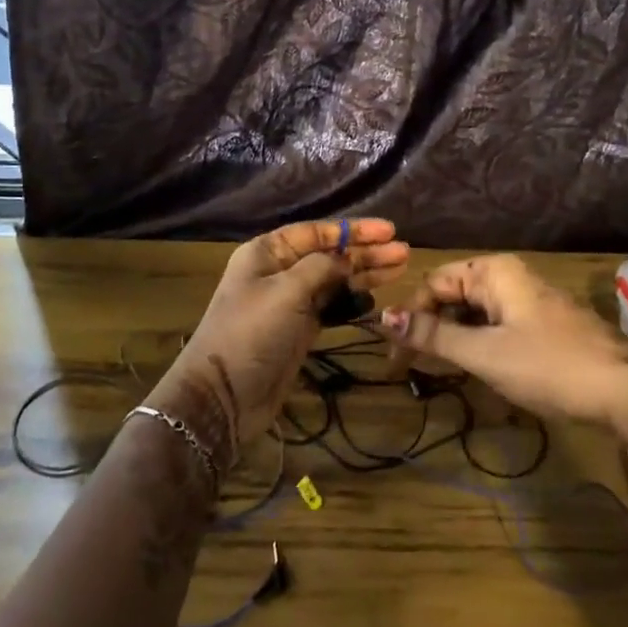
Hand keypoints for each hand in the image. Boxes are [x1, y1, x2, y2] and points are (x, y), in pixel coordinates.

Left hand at [150, 219, 408, 469]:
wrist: (223, 396)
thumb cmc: (251, 333)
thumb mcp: (286, 292)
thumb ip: (321, 268)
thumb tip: (347, 258)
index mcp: (267, 252)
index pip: (316, 231)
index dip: (353, 230)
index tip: (389, 230)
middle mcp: (278, 271)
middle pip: (329, 254)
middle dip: (365, 252)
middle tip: (404, 252)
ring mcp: (289, 302)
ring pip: (334, 280)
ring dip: (365, 275)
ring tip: (400, 269)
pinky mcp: (299, 329)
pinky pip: (332, 306)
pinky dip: (352, 301)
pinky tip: (375, 298)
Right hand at [380, 254, 627, 436]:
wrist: (626, 391)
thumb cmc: (549, 365)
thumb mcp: (484, 353)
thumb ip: (433, 335)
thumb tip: (382, 318)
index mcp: (493, 272)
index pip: (433, 285)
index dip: (409, 319)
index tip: (394, 359)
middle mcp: (507, 278)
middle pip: (452, 298)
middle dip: (428, 331)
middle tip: (407, 370)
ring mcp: (526, 302)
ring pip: (472, 316)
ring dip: (450, 342)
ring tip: (432, 374)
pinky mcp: (539, 326)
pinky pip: (494, 329)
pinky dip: (475, 348)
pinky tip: (468, 373)